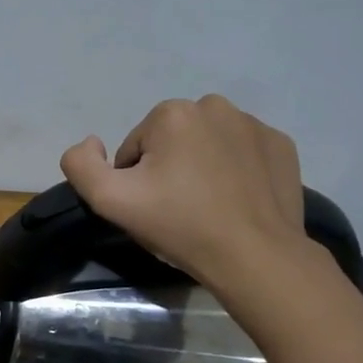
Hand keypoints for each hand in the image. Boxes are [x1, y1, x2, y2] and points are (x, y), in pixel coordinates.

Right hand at [60, 95, 316, 287]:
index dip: (136, 181)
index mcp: (171, 114)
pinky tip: (238, 199)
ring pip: (208, 144)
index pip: (135, 149)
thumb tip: (91, 142)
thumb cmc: (180, 225)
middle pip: (171, 141)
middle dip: (169, 169)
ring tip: (210, 206)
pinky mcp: (281, 145)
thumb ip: (81, 165)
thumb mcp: (110, 201)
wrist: (255, 256)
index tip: (153, 207)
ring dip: (202, 167)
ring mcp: (254, 124)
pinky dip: (236, 170)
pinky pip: (243, 152)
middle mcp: (214, 106)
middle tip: (179, 209)